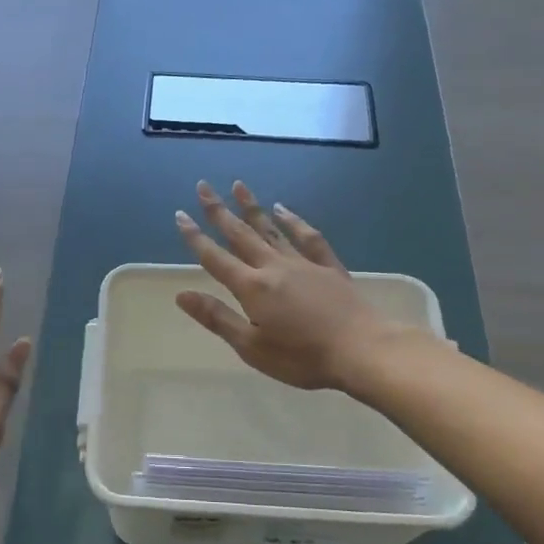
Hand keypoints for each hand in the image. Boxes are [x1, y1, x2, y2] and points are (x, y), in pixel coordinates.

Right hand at [173, 181, 404, 391]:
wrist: (362, 350)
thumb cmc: (302, 357)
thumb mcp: (252, 347)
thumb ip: (217, 318)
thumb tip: (182, 295)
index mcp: (252, 288)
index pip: (216, 258)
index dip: (195, 237)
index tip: (180, 215)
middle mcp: (274, 267)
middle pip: (241, 235)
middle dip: (219, 211)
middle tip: (203, 186)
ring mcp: (303, 264)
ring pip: (271, 229)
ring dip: (253, 207)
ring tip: (239, 186)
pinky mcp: (329, 267)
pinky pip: (307, 237)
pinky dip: (294, 221)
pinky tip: (284, 210)